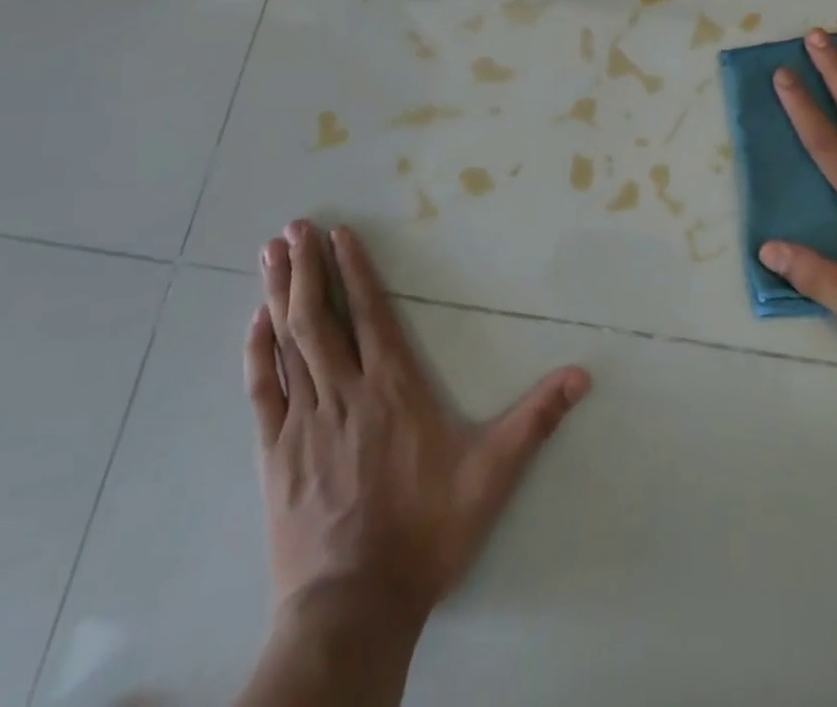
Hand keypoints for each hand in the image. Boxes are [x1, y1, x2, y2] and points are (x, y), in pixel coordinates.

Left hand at [248, 221, 590, 624]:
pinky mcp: (275, 453)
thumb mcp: (492, 475)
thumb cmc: (426, 533)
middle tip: (295, 226)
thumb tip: (582, 375)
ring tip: (270, 253)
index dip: (354, 270)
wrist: (353, 609)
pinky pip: (262, 391)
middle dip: (307, 267)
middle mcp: (345, 391)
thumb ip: (535, 420)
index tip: (339, 234)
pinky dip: (256, 352)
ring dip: (279, 294)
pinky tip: (254, 323)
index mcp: (393, 388)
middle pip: (321, 316)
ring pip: (289, 343)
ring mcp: (305, 421)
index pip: (371, 313)